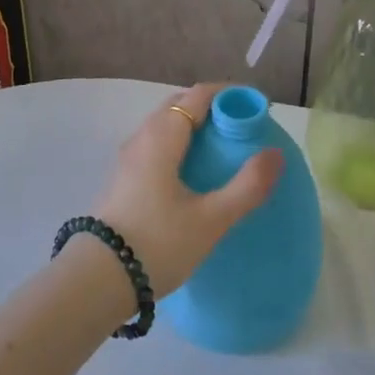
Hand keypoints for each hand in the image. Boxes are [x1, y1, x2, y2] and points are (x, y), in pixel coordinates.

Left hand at [92, 84, 281, 295]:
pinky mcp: (123, 179)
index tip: (256, 108)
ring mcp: (128, 158)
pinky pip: (156, 145)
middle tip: (242, 129)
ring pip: (165, 126)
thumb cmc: (158, 242)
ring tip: (222, 151)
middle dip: (212, 108)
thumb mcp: (211, 218)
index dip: (230, 95)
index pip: (199, 95)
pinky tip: (193, 174)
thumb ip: (247, 185)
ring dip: (194, 127)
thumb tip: (275, 154)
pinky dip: (179, 145)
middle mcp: (142, 137)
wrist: (99, 279)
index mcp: (162, 135)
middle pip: (179, 105)